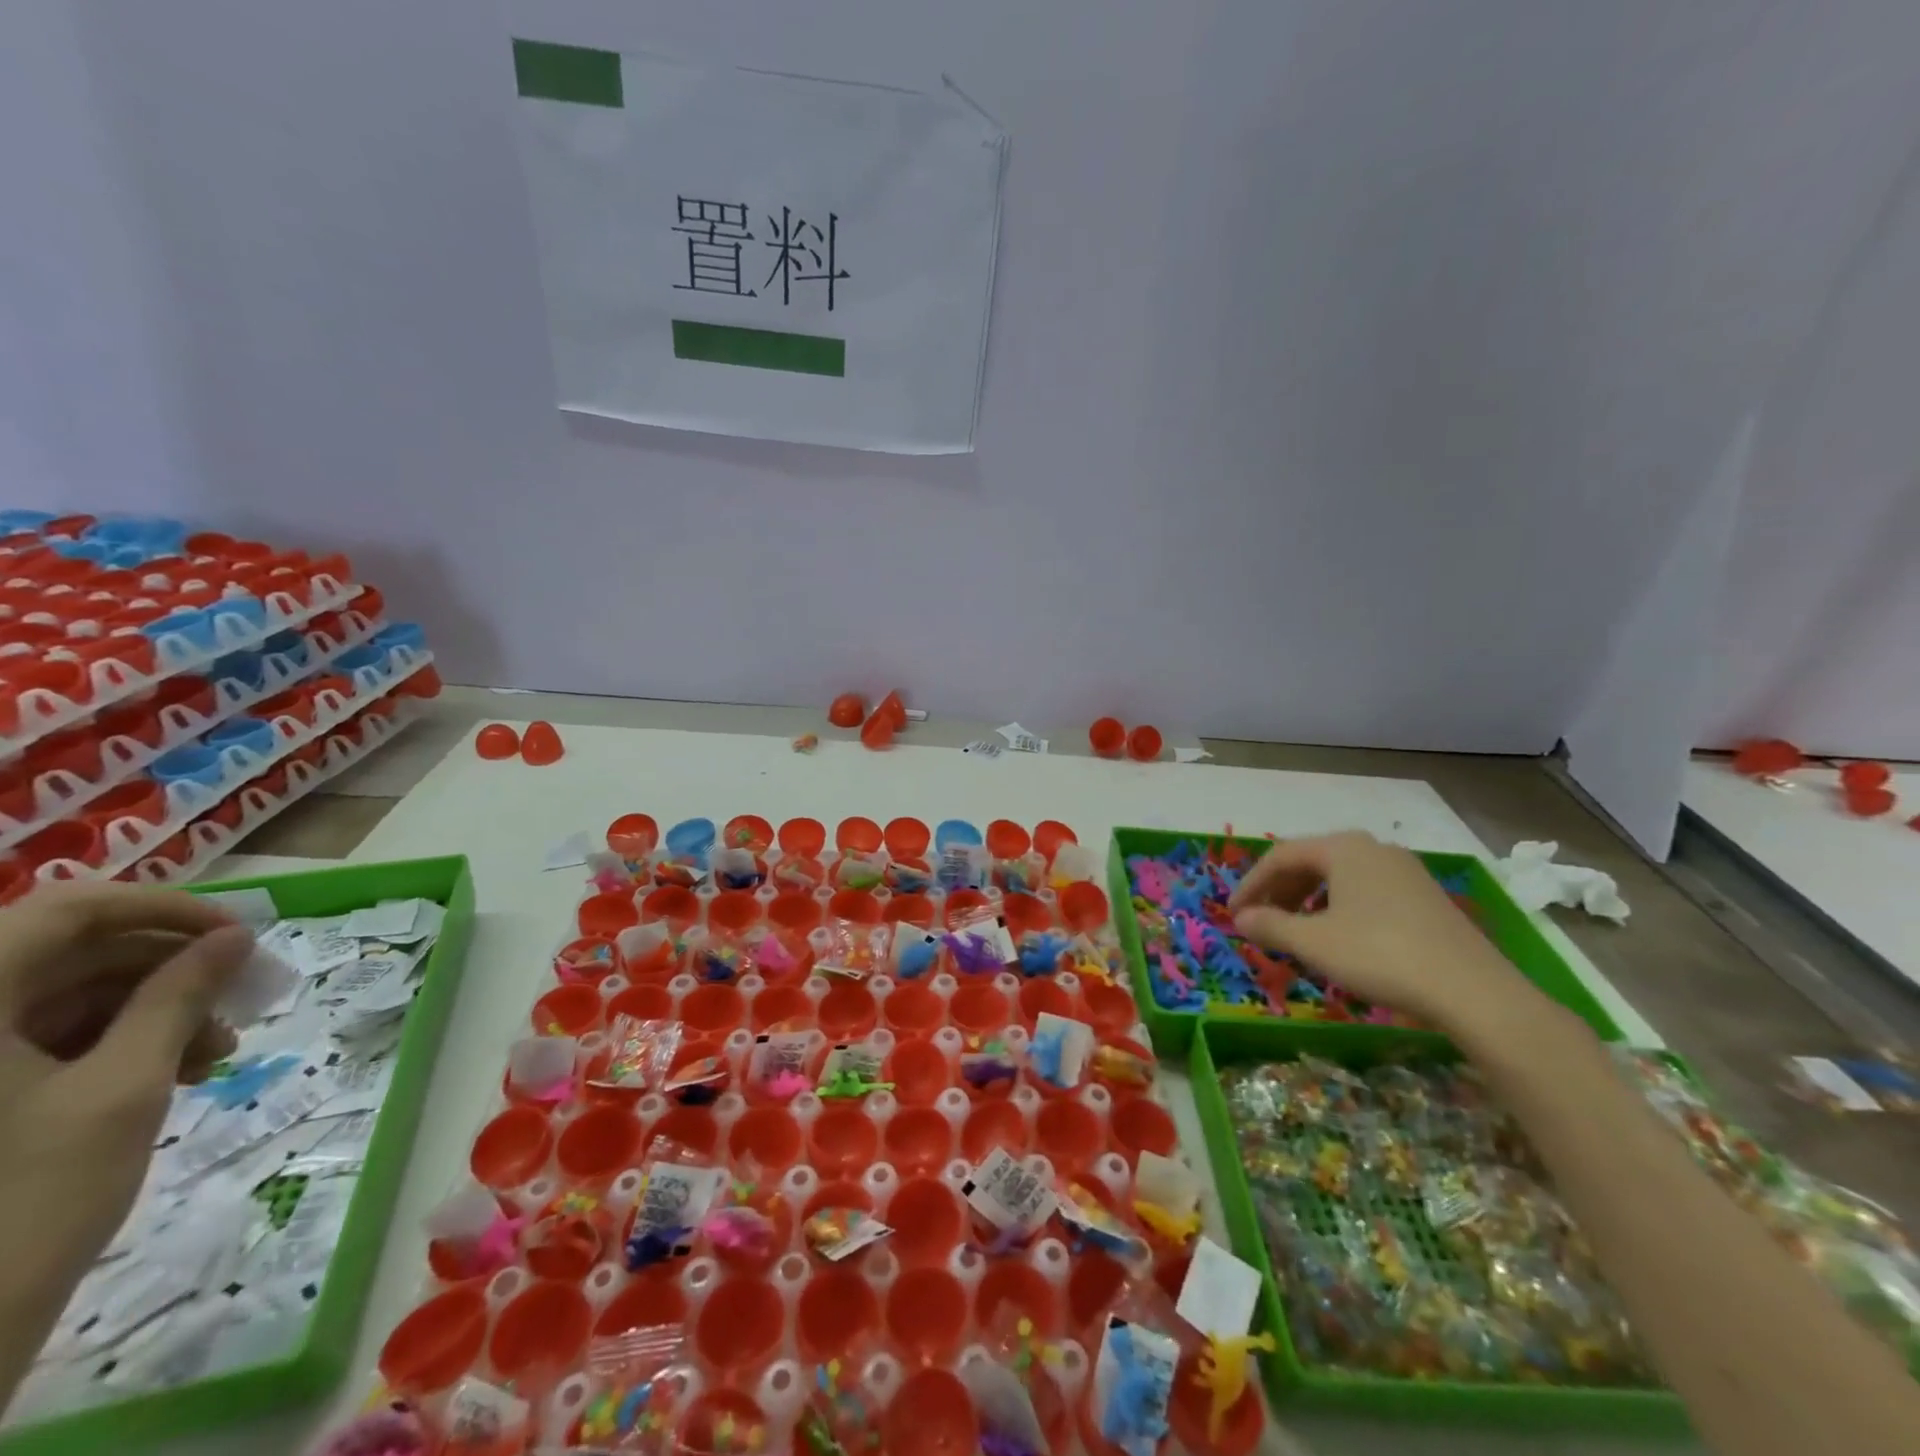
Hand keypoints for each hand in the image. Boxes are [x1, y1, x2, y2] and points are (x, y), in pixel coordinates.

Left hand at [0, 885, 252, 1320]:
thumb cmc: (27, 1202)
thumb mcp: (123, 1088)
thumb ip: (179, 999)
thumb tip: (235, 938)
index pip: (67, 909)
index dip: (160, 907)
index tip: (235, 934)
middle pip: (74, 953)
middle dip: (171, 969)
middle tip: (242, 996)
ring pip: (71, 997)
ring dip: (157, 1011)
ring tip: (215, 1053)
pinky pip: (50, 1039)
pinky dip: (122, 1044)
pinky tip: (178, 1073)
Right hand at [1228, 831, 1532, 1033]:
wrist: (1474, 992)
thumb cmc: (1380, 956)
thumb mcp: (1314, 943)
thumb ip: (1270, 926)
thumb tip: (1241, 918)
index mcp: (1343, 848)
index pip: (1281, 856)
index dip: (1250, 884)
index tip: (1233, 914)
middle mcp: (1373, 848)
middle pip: (1311, 861)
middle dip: (1279, 891)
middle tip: (1260, 921)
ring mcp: (1404, 871)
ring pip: (1340, 877)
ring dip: (1308, 900)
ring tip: (1295, 931)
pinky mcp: (1425, 896)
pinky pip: (1366, 890)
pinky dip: (1339, 907)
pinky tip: (1339, 937)